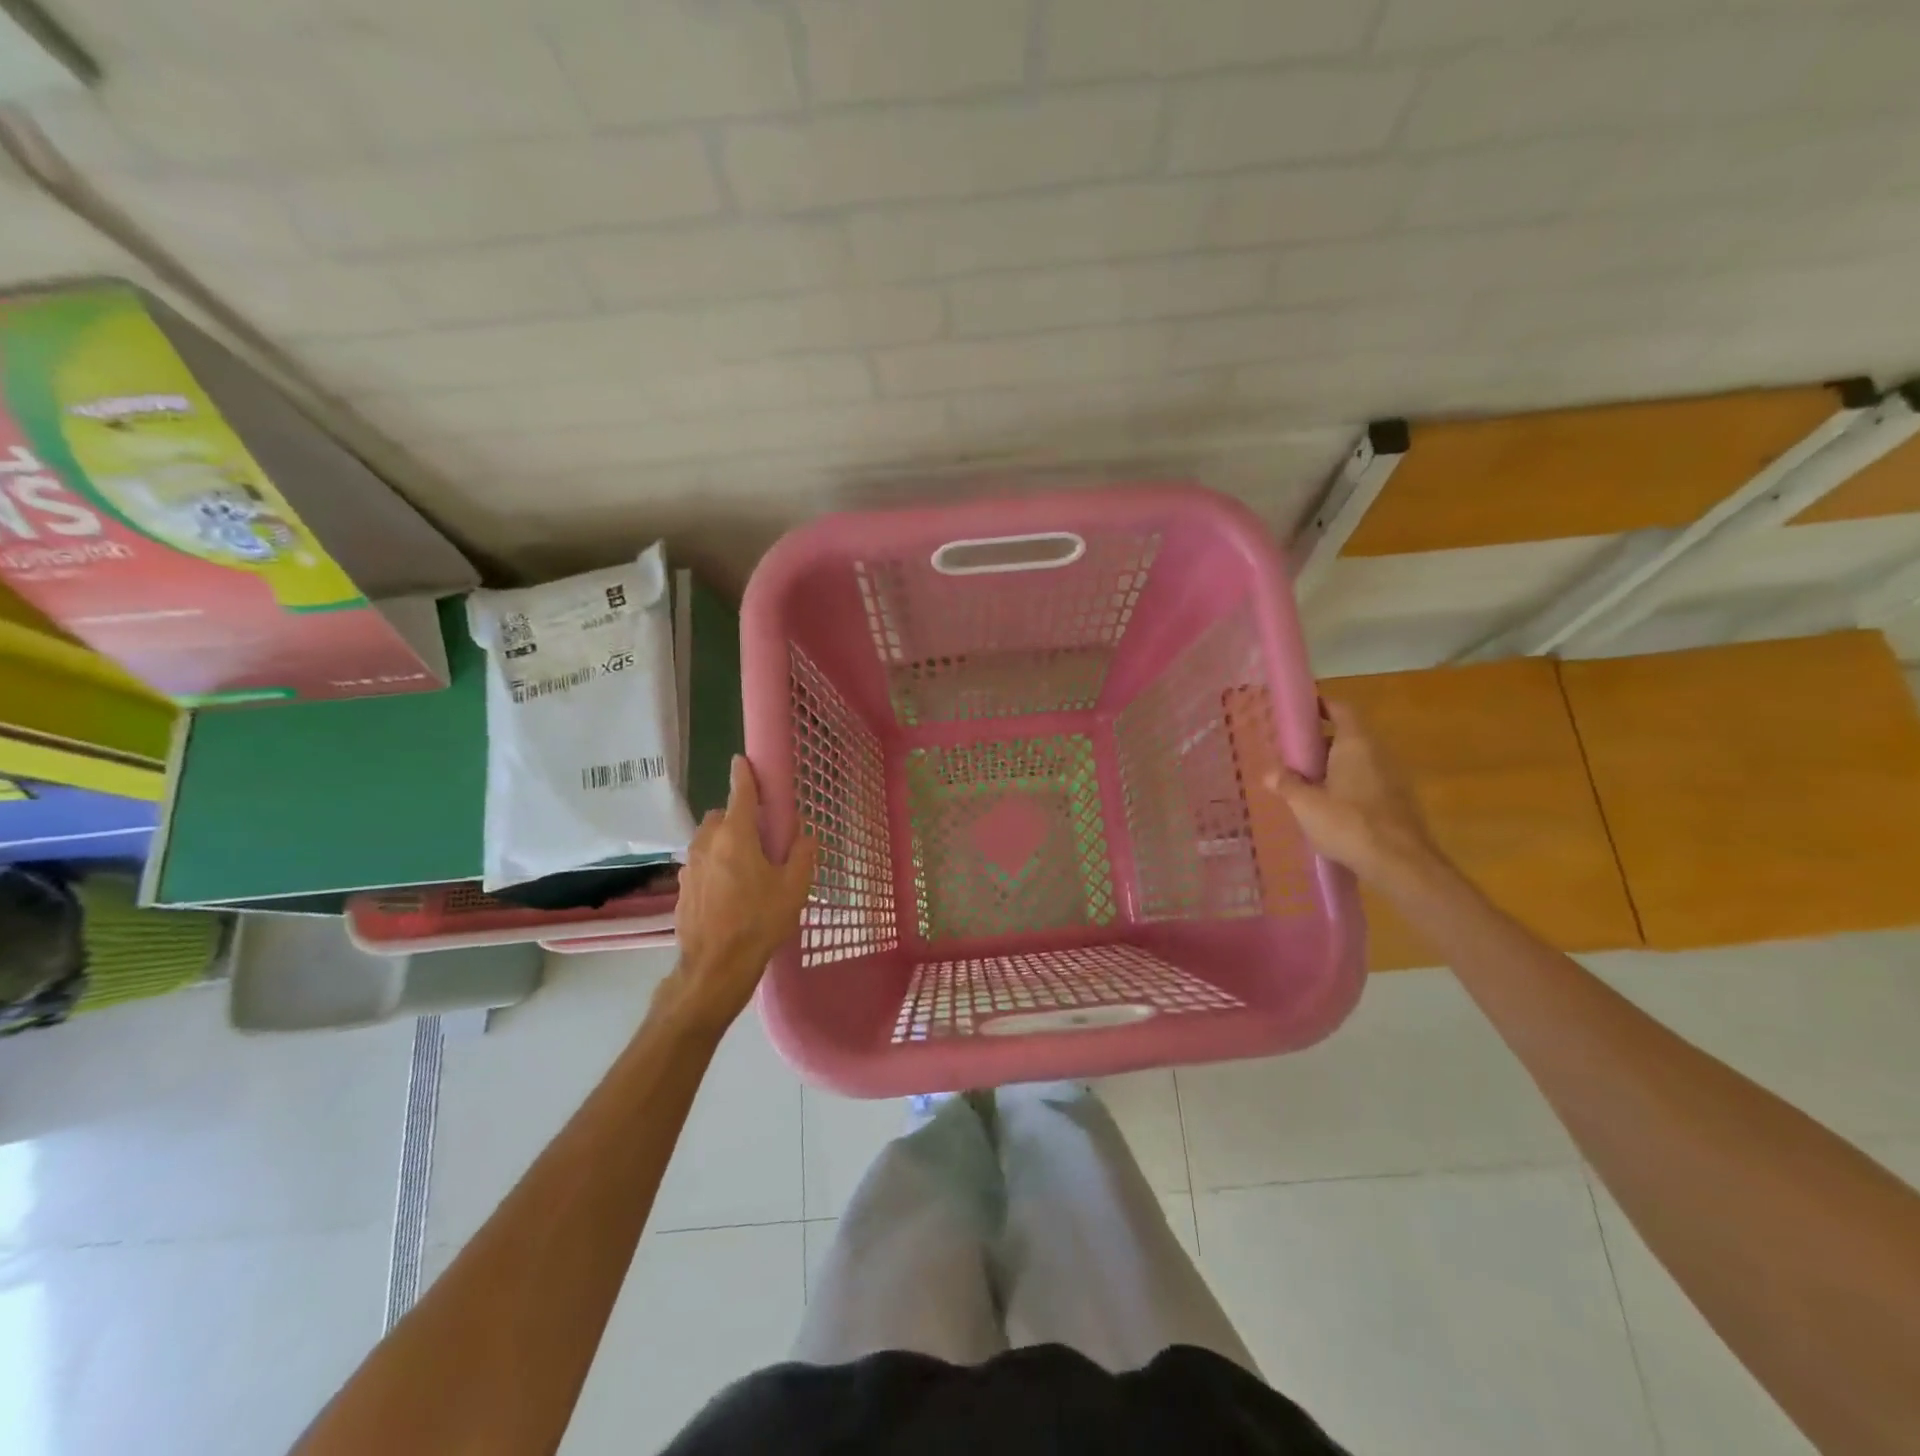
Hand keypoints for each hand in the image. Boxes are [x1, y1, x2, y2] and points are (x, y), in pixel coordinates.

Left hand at [658, 755, 815, 1034]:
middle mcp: (707, 844)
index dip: (744, 775)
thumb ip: (802, 854)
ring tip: (747, 867)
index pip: (740, 793)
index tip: (742, 760)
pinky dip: (714, 865)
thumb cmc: (758, 922)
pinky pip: (701, 864)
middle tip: (761, 837)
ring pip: (708, 840)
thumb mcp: (794, 888)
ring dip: (725, 842)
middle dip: (738, 817)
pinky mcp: (681, 889)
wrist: (714, 968)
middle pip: (721, 816)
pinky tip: (730, 892)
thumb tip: (804, 835)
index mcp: (736, 836)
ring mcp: (689, 867)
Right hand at [1263, 700, 1442, 886]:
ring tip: (1308, 784)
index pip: (1341, 710)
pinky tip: (1331, 810)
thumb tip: (1268, 772)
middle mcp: (1378, 754)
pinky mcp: (1399, 804)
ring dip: (1335, 768)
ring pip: (1359, 763)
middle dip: (1321, 743)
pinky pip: (1368, 784)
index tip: (1301, 711)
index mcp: (1355, 744)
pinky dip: (1349, 788)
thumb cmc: (1348, 823)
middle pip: (1348, 737)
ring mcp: (1393, 779)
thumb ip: (1286, 784)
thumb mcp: (1305, 804)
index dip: (1322, 706)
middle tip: (1294, 755)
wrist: (1401, 864)